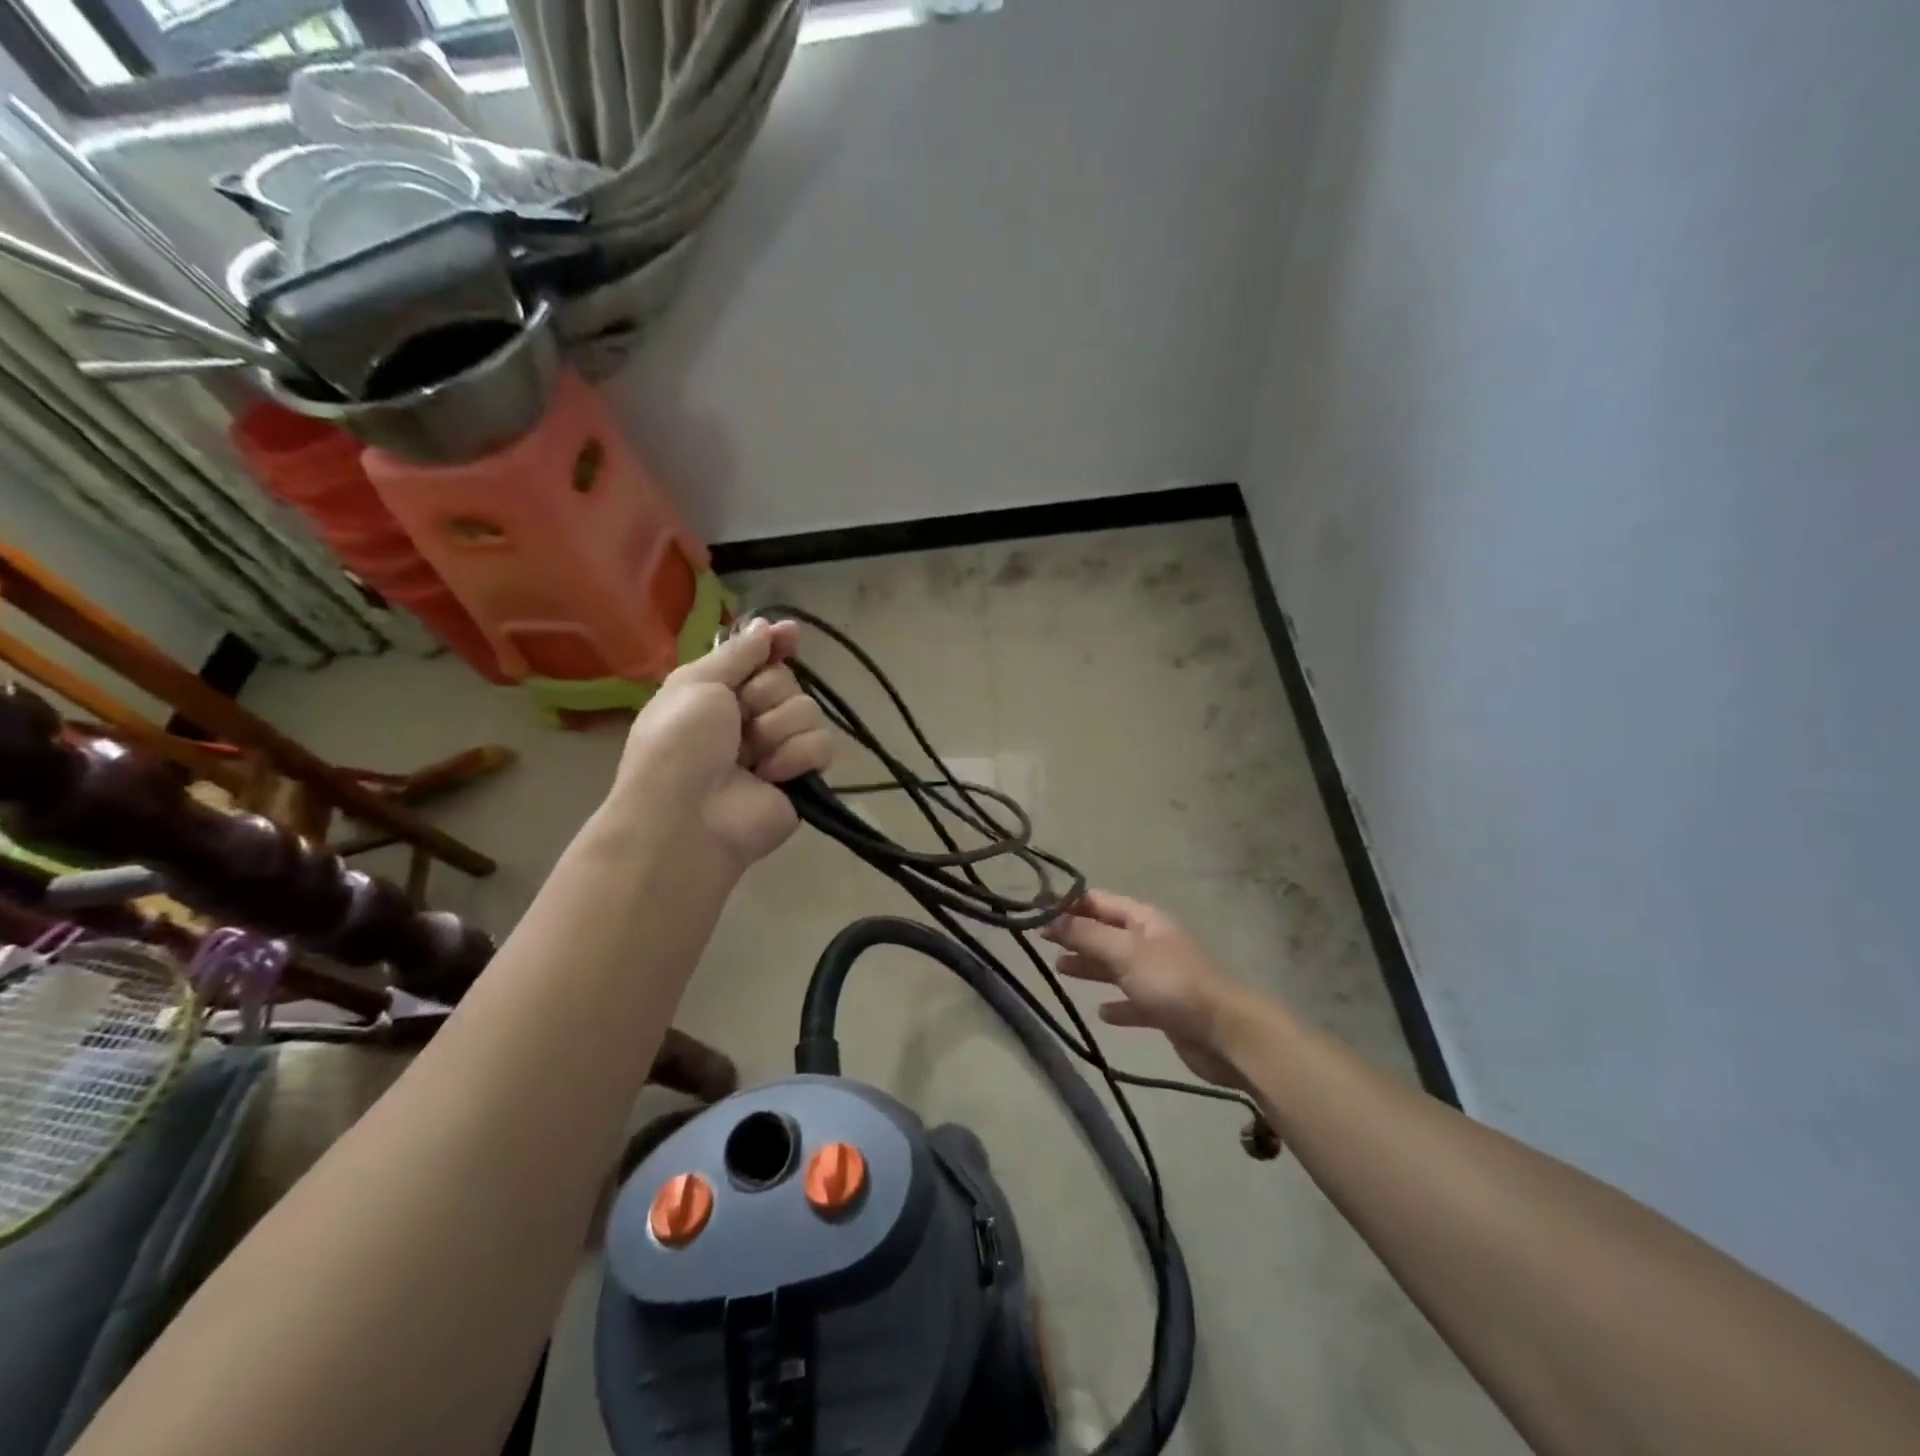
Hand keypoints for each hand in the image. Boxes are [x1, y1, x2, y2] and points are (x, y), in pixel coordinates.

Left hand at [610, 620, 832, 866]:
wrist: (686, 819)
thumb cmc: (678, 746)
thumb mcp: (696, 684)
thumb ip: (738, 652)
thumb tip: (767, 624)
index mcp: (718, 692)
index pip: (759, 657)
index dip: (776, 644)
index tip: (791, 635)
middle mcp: (749, 717)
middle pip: (786, 680)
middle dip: (765, 696)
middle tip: (739, 720)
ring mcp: (778, 748)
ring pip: (808, 710)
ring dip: (777, 729)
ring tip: (751, 758)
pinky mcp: (802, 777)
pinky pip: (822, 745)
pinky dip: (796, 757)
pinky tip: (770, 775)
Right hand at [1041, 890, 1251, 1089]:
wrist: (1225, 1033)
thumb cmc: (1172, 983)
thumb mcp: (1125, 952)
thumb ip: (1087, 935)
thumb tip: (1051, 918)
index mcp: (1144, 920)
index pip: (1100, 902)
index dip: (1069, 904)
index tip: (1037, 911)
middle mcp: (1150, 943)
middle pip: (1106, 933)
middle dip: (1076, 934)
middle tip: (1042, 942)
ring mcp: (1159, 976)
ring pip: (1116, 966)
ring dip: (1090, 966)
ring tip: (1060, 970)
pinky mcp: (1165, 1009)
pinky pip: (1133, 1001)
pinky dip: (1117, 1005)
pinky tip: (1101, 1013)